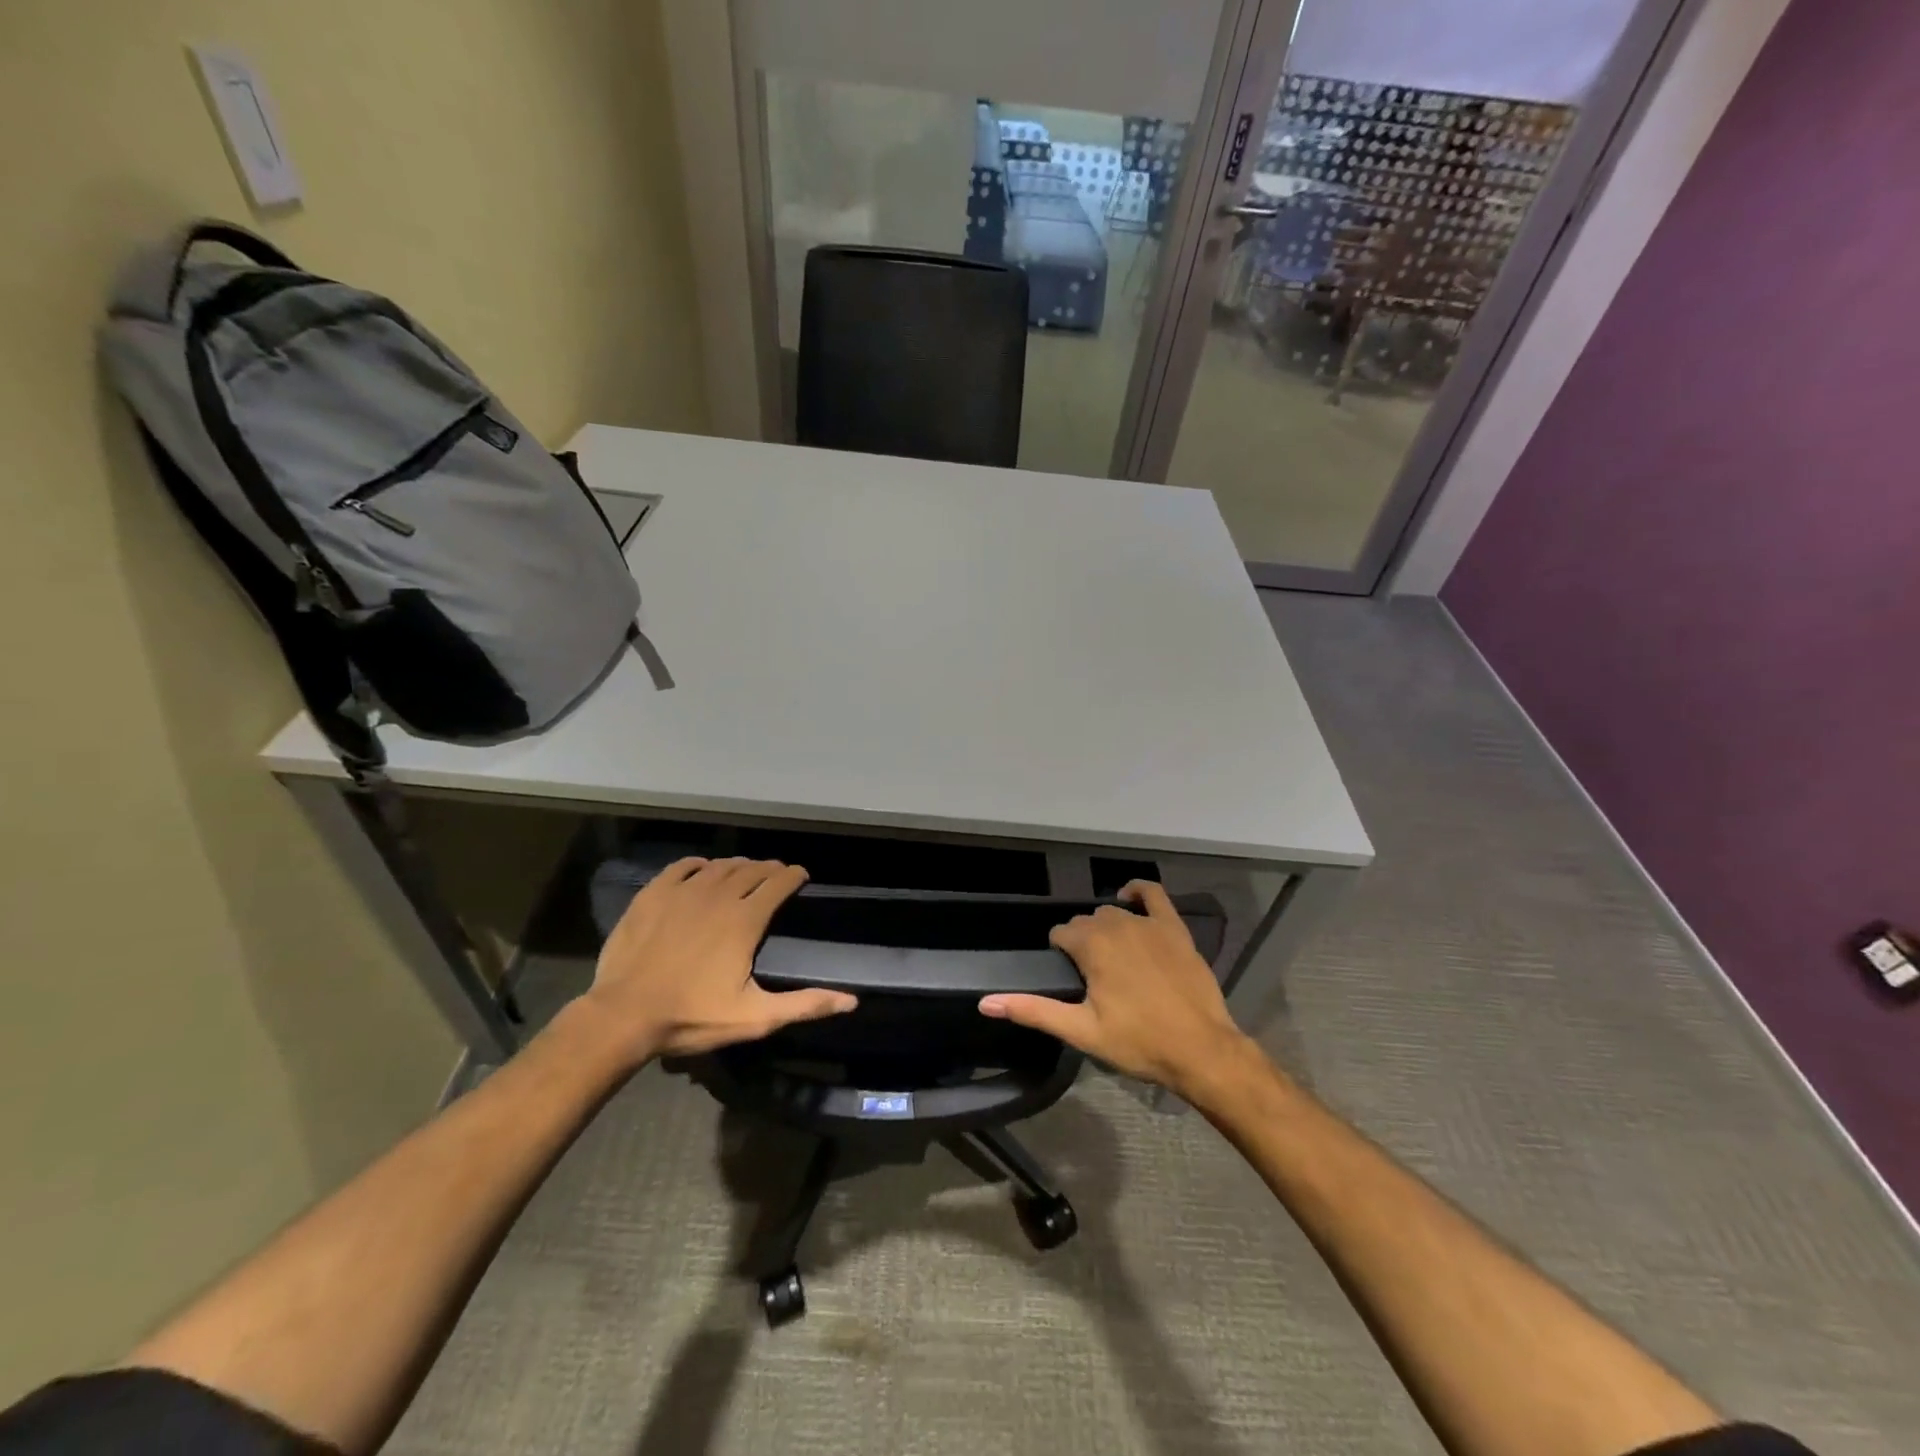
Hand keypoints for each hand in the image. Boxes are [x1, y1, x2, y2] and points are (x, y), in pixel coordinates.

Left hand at [582, 857, 855, 1064]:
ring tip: (744, 870)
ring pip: (719, 866)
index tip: (801, 875)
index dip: (794, 876)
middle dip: (769, 868)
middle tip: (776, 873)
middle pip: (751, 869)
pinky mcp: (653, 894)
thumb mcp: (754, 1017)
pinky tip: (701, 870)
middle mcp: (718, 895)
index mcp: (745, 920)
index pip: (778, 884)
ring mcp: (682, 892)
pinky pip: (681, 867)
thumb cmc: (691, 1016)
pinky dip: (698, 865)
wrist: (623, 1015)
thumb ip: (804, 1005)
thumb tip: (851, 1000)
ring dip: (738, 865)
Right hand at [979, 880, 1252, 1095]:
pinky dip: (1138, 890)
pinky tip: (1129, 897)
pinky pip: (1153, 894)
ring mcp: (1148, 923)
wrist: (1200, 1049)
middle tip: (1089, 976)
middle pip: (1086, 921)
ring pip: (1112, 911)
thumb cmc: (1138, 1042)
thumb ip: (1033, 1010)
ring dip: (1104, 926)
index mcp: (1091, 946)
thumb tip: (986, 1002)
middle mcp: (1116, 925)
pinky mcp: (1174, 928)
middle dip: (1081, 941)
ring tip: (1109, 956)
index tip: (1068, 977)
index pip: (1061, 933)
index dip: (1060, 952)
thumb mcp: (1081, 1031)